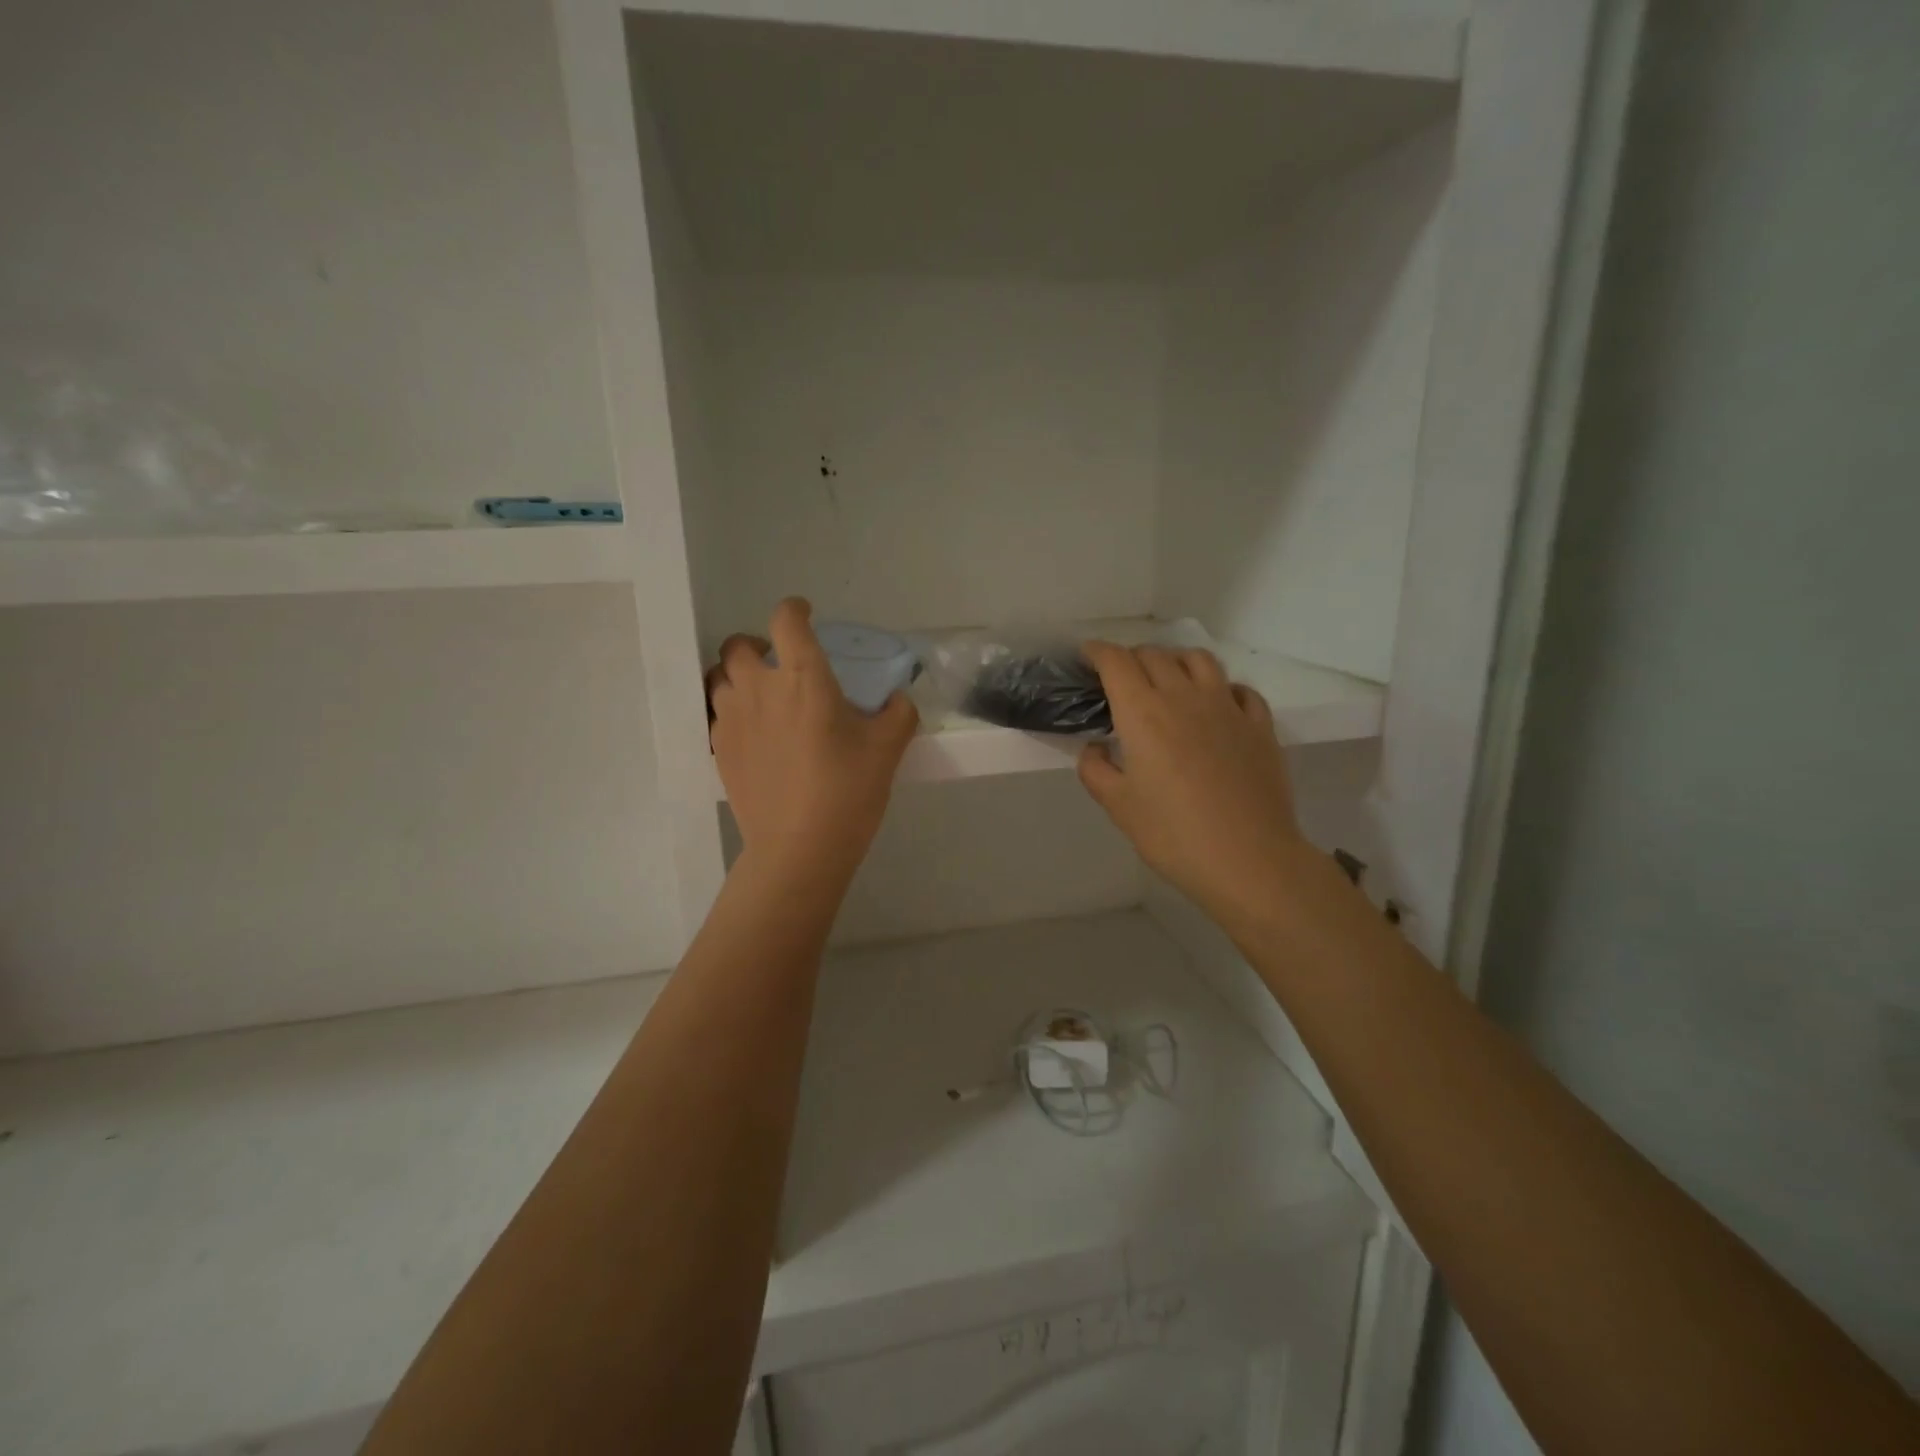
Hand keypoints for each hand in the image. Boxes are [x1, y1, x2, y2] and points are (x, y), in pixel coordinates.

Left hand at [707, 598, 917, 885]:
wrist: (799, 849)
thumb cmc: (847, 791)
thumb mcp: (888, 748)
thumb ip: (898, 713)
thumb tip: (897, 700)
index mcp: (803, 678)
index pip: (786, 620)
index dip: (795, 609)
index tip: (806, 615)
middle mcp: (760, 688)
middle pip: (738, 645)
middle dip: (757, 645)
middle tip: (780, 664)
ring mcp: (732, 720)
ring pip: (719, 678)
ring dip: (738, 677)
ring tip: (762, 698)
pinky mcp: (718, 750)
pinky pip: (716, 715)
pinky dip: (732, 713)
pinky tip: (755, 735)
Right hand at [1077, 642, 1312, 930]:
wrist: (1249, 859)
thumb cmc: (1173, 834)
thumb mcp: (1118, 806)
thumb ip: (1096, 770)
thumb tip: (1096, 748)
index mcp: (1143, 712)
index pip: (1116, 662)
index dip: (1097, 652)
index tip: (1086, 657)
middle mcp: (1184, 697)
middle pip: (1155, 655)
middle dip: (1131, 658)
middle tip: (1121, 680)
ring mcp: (1228, 707)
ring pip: (1199, 660)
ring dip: (1175, 662)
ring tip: (1168, 682)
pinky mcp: (1260, 726)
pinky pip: (1239, 689)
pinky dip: (1220, 688)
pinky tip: (1215, 706)